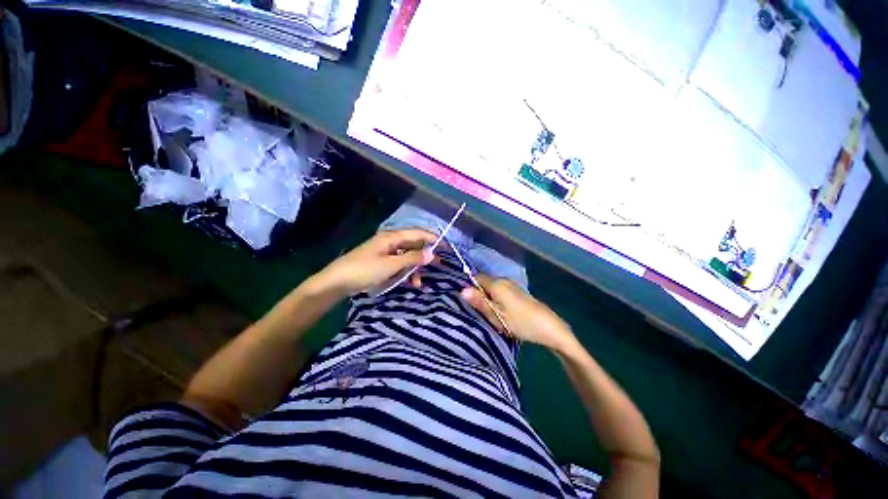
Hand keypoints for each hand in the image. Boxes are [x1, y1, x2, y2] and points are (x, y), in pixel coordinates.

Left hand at [309, 229, 436, 297]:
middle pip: (413, 244)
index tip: (446, 247)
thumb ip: (412, 259)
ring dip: (414, 267)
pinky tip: (408, 282)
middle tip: (438, 265)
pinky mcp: (381, 262)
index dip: (433, 239)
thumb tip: (431, 253)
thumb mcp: (391, 265)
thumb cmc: (364, 270)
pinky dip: (405, 272)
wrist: (336, 282)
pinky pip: (398, 264)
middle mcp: (390, 241)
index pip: (418, 233)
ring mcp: (385, 252)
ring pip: (406, 256)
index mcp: (392, 237)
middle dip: (425, 255)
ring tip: (419, 283)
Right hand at [461, 275, 576, 351]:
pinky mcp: (518, 292)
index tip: (469, 303)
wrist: (550, 328)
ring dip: (489, 299)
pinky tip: (501, 313)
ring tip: (490, 315)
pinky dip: (497, 300)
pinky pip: (500, 292)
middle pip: (484, 283)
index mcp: (497, 284)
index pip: (476, 278)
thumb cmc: (521, 323)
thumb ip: (480, 302)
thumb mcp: (497, 316)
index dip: (470, 288)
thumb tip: (462, 290)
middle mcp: (504, 280)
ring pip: (492, 288)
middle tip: (480, 313)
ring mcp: (512, 285)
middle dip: (480, 295)